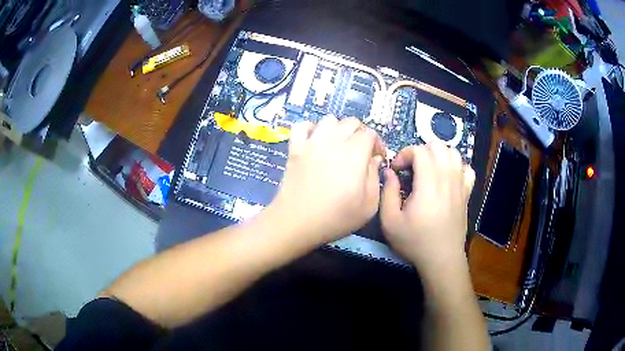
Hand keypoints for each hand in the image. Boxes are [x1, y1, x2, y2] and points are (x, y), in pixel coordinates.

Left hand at [267, 115, 384, 245]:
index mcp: (355, 153)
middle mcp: (334, 141)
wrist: (297, 222)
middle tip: (361, 153)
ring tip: (339, 146)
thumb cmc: (335, 217)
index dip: (377, 143)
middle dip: (361, 134)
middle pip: (351, 122)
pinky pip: (302, 125)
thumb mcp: (368, 206)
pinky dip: (311, 128)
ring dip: (338, 129)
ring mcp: (312, 142)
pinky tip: (315, 141)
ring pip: (329, 120)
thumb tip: (374, 159)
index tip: (377, 158)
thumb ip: (375, 177)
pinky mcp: (295, 148)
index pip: (370, 133)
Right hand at [380, 142, 474, 274]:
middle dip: (421, 150)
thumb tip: (390, 172)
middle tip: (411, 167)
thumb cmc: (415, 242)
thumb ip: (388, 193)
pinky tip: (448, 177)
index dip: (405, 154)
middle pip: (438, 146)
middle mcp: (447, 180)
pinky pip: (467, 169)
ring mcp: (460, 186)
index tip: (397, 169)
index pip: (420, 151)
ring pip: (454, 153)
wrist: (442, 259)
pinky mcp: (466, 194)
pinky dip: (457, 166)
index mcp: (428, 185)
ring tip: (428, 168)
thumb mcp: (390, 222)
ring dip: (438, 154)